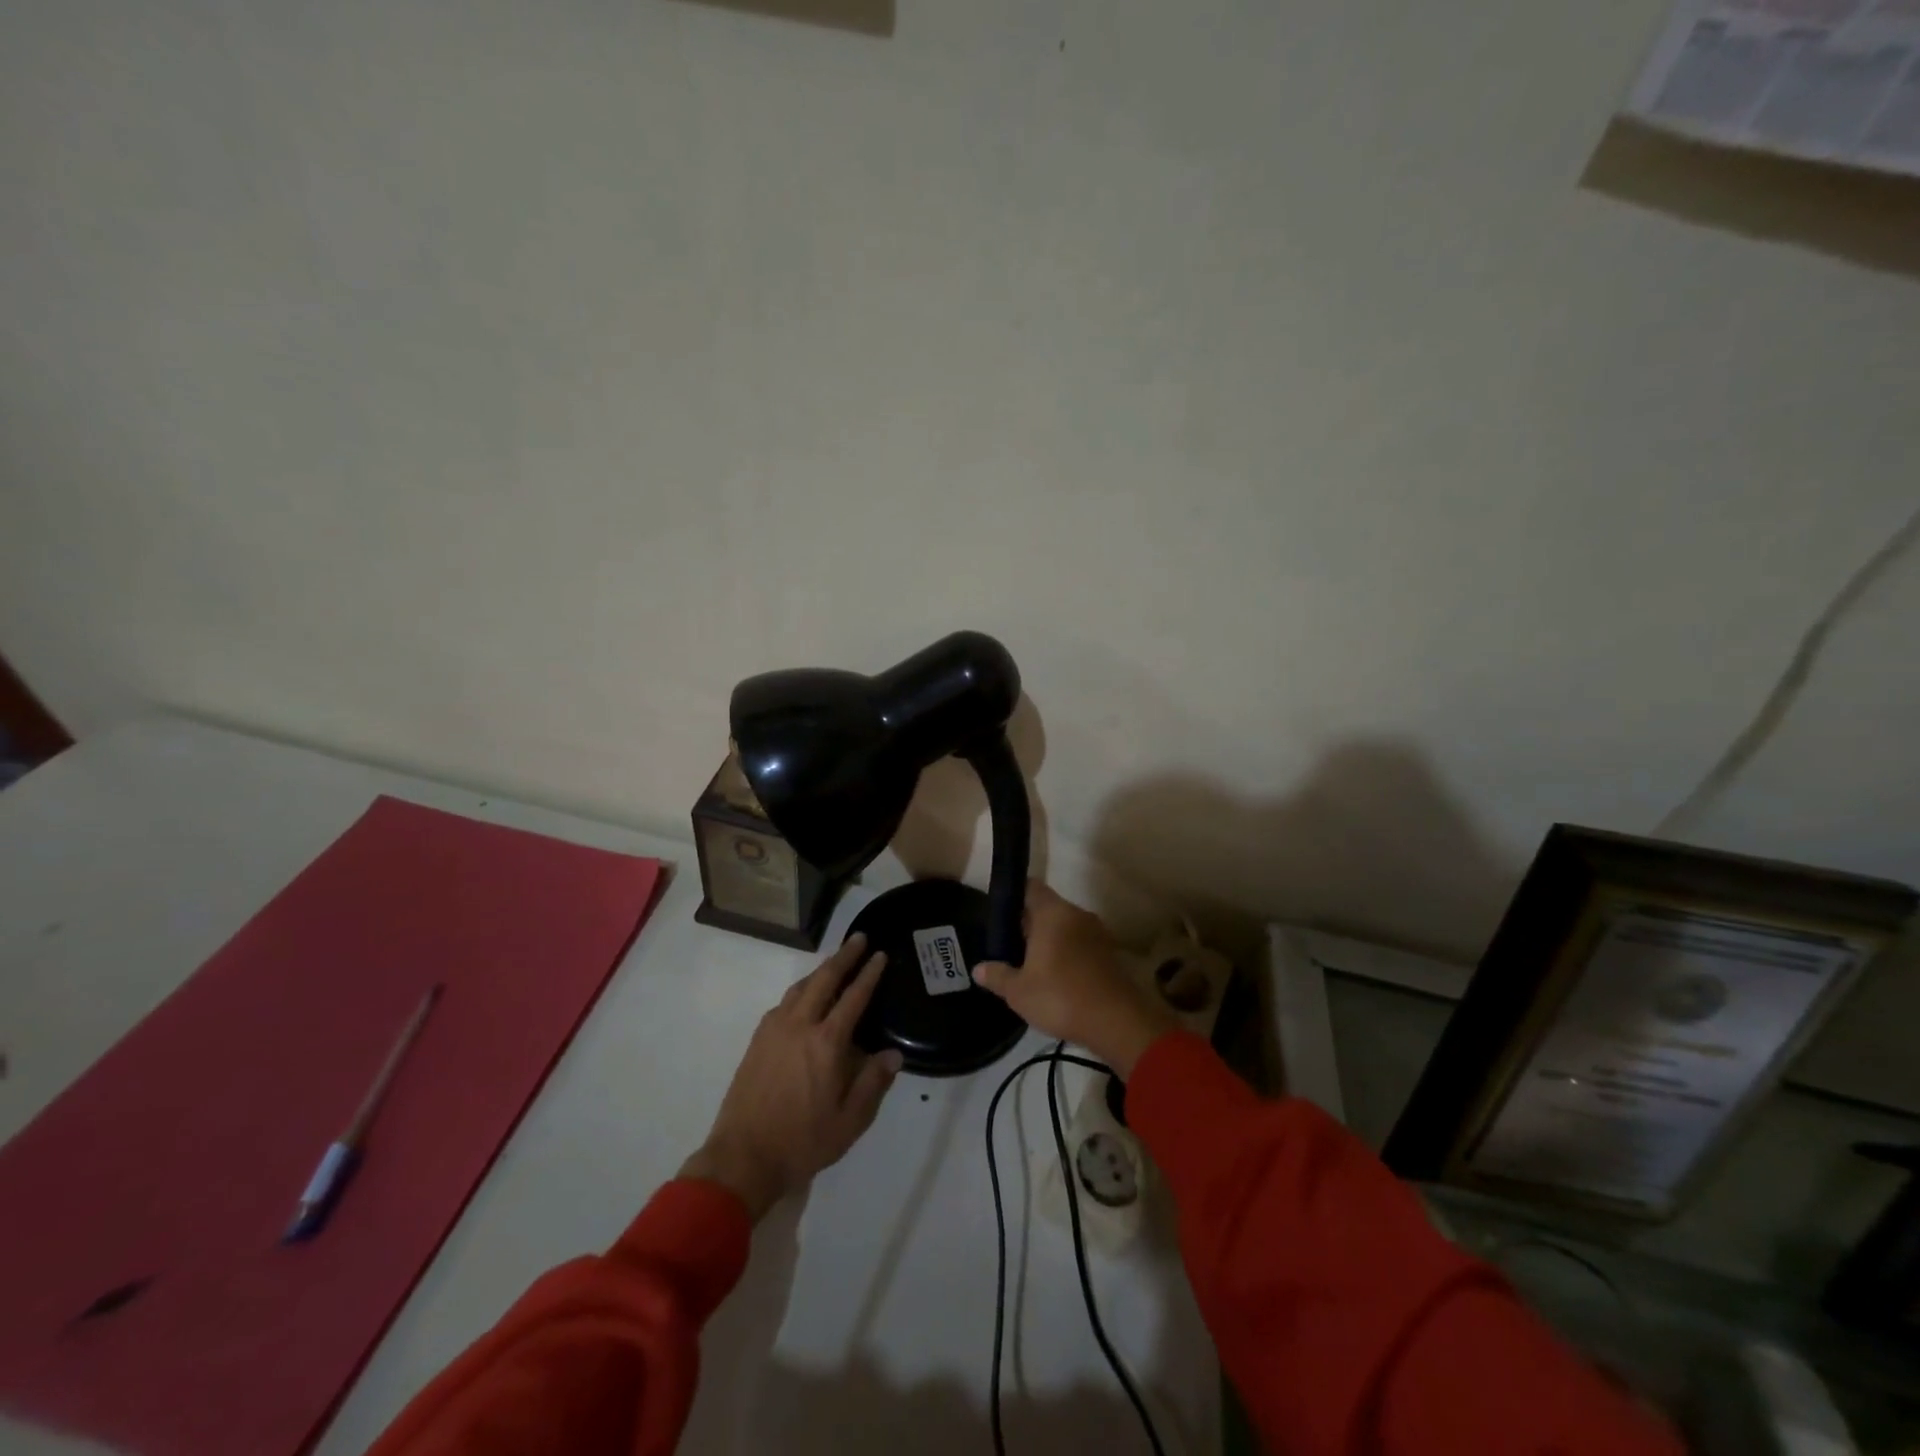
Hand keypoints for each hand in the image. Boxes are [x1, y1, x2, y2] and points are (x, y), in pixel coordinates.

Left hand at [680, 933, 903, 1220]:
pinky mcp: (758, 1041)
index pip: (854, 997)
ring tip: (834, 962)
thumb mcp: (849, 1121)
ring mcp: (774, 1030)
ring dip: (820, 970)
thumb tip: (893, 1053)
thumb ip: (873, 1083)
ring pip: (800, 987)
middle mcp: (800, 1026)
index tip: (879, 955)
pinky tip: (803, 997)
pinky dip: (799, 990)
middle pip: (824, 979)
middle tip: (858, 938)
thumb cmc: (802, 1141)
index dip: (869, 974)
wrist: (743, 1157)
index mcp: (827, 1043)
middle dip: (844, 956)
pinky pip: (783, 1003)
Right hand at [971, 883, 1176, 1077]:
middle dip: (1030, 923)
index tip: (1000, 915)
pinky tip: (1057, 977)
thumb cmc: (1060, 997)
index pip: (1031, 887)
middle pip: (1048, 908)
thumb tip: (979, 968)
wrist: (1116, 1022)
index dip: (1014, 896)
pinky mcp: (1110, 953)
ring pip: (1066, 926)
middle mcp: (1077, 914)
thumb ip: (997, 975)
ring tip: (1032, 964)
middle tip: (1011, 945)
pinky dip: (1068, 953)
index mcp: (1053, 913)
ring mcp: (1097, 932)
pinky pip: (1081, 943)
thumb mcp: (1018, 991)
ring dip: (1051, 939)